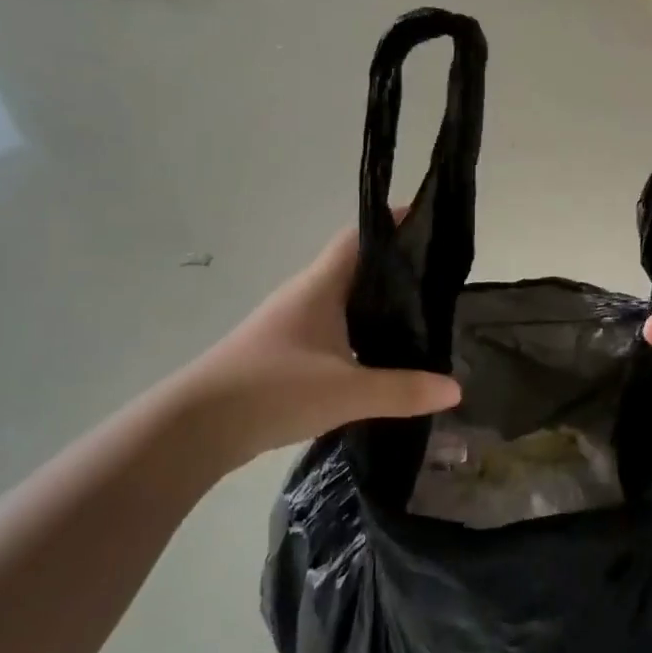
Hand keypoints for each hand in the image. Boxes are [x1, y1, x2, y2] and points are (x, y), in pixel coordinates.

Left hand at [174, 223, 461, 465]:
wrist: (195, 427)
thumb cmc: (272, 390)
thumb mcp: (347, 392)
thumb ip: (403, 389)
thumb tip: (456, 387)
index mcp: (319, 286)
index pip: (359, 237)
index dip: (393, 225)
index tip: (430, 226)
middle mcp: (305, 296)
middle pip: (356, 269)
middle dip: (395, 270)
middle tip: (439, 282)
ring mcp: (291, 325)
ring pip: (343, 303)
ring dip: (376, 307)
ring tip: (419, 320)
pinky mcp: (283, 354)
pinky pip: (331, 332)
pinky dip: (358, 337)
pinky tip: (378, 360)